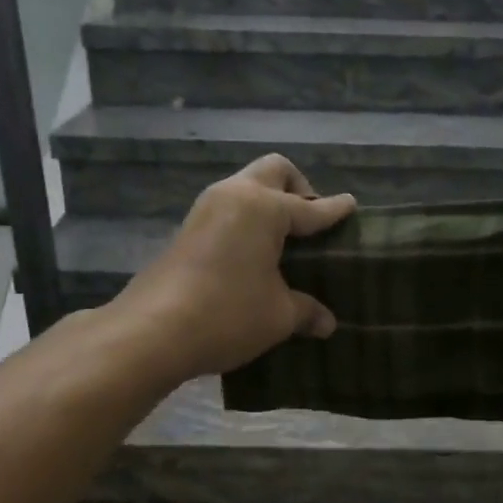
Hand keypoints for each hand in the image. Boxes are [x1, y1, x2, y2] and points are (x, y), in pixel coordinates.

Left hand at [112, 154, 355, 382]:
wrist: (152, 331)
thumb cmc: (227, 314)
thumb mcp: (278, 316)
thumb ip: (306, 311)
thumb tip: (327, 323)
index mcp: (264, 208)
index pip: (310, 208)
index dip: (334, 210)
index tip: (351, 205)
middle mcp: (234, 196)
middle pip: (274, 171)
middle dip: (299, 188)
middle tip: (311, 222)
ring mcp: (205, 209)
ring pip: (246, 186)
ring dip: (269, 202)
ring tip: (284, 240)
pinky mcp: (187, 229)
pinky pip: (229, 209)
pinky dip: (248, 219)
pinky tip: (254, 254)